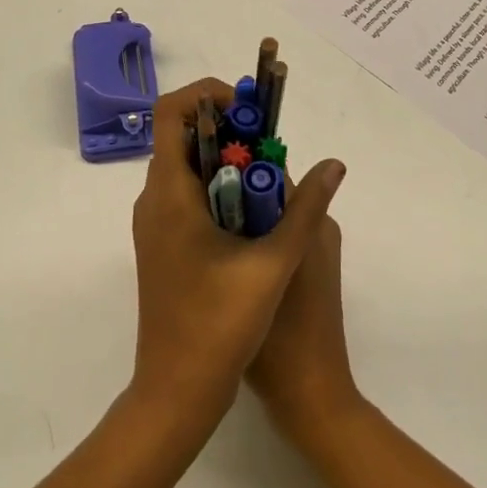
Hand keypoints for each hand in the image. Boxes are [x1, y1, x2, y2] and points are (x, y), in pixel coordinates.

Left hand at [128, 78, 346, 436]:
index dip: (205, 94)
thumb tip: (333, 164)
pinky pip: (185, 193)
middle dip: (225, 125)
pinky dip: (216, 184)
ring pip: (185, 166)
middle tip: (267, 138)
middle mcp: (152, 199)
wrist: (176, 393)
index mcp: (168, 193)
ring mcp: (154, 224)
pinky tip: (251, 211)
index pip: (169, 112)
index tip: (246, 107)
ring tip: (266, 173)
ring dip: (223, 156)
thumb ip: (305, 209)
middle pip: (181, 135)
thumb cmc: (219, 326)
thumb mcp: (273, 264)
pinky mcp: (161, 244)